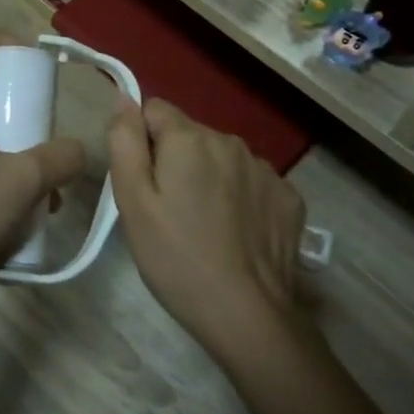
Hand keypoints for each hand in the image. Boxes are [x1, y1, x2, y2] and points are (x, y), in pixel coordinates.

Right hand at [107, 98, 306, 359]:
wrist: (247, 315)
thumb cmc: (176, 257)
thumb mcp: (132, 201)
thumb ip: (124, 141)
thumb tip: (124, 97)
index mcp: (189, 138)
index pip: (154, 111)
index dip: (142, 142)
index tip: (144, 183)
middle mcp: (230, 141)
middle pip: (189, 135)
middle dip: (176, 161)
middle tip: (169, 211)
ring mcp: (265, 169)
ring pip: (222, 159)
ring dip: (210, 178)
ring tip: (204, 226)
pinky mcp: (288, 197)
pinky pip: (252, 183)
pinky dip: (241, 199)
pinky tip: (237, 235)